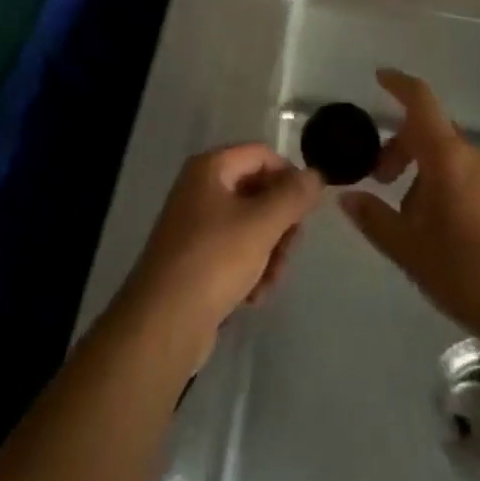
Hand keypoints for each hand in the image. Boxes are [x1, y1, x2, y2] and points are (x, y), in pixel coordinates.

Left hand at [119, 144, 322, 359]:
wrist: (163, 325)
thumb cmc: (214, 261)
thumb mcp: (261, 224)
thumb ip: (293, 196)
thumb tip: (316, 175)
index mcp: (210, 168)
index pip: (262, 155)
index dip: (289, 176)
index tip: (307, 209)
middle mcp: (201, 189)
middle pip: (258, 192)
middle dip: (280, 224)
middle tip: (289, 250)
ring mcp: (197, 225)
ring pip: (251, 226)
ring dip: (269, 253)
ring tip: (269, 282)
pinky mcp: (197, 260)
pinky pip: (235, 253)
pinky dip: (250, 271)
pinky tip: (253, 297)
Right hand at [340, 69, 479, 349]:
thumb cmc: (468, 275)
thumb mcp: (409, 251)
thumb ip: (374, 218)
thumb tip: (347, 196)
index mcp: (448, 157)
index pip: (420, 101)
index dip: (398, 84)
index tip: (378, 78)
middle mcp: (473, 155)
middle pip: (430, 130)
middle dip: (400, 146)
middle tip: (379, 179)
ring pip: (448, 155)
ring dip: (421, 171)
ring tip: (408, 217)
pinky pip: (467, 174)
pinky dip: (444, 184)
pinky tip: (438, 228)